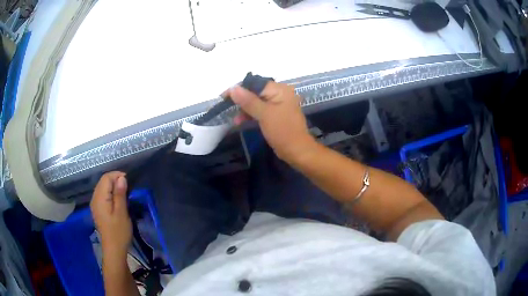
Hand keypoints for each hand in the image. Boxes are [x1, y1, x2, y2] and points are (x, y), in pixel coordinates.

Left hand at [90, 172, 131, 256]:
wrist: (113, 249)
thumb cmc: (119, 232)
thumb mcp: (122, 213)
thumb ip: (120, 194)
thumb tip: (122, 178)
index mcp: (100, 198)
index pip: (106, 178)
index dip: (117, 175)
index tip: (129, 182)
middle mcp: (95, 198)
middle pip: (103, 181)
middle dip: (115, 180)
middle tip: (129, 188)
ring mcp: (95, 204)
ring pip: (103, 187)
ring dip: (113, 186)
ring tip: (124, 193)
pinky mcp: (97, 209)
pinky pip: (102, 194)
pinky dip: (110, 193)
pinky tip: (117, 200)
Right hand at [229, 82, 314, 161]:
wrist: (297, 151)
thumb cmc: (282, 131)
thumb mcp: (264, 114)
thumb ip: (248, 100)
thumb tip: (233, 88)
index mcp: (280, 90)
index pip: (255, 84)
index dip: (239, 89)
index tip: (224, 97)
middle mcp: (280, 93)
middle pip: (255, 92)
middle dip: (241, 100)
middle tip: (227, 107)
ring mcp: (279, 104)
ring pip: (257, 102)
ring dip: (245, 109)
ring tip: (235, 119)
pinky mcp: (276, 114)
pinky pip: (261, 110)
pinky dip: (251, 115)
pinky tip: (241, 121)